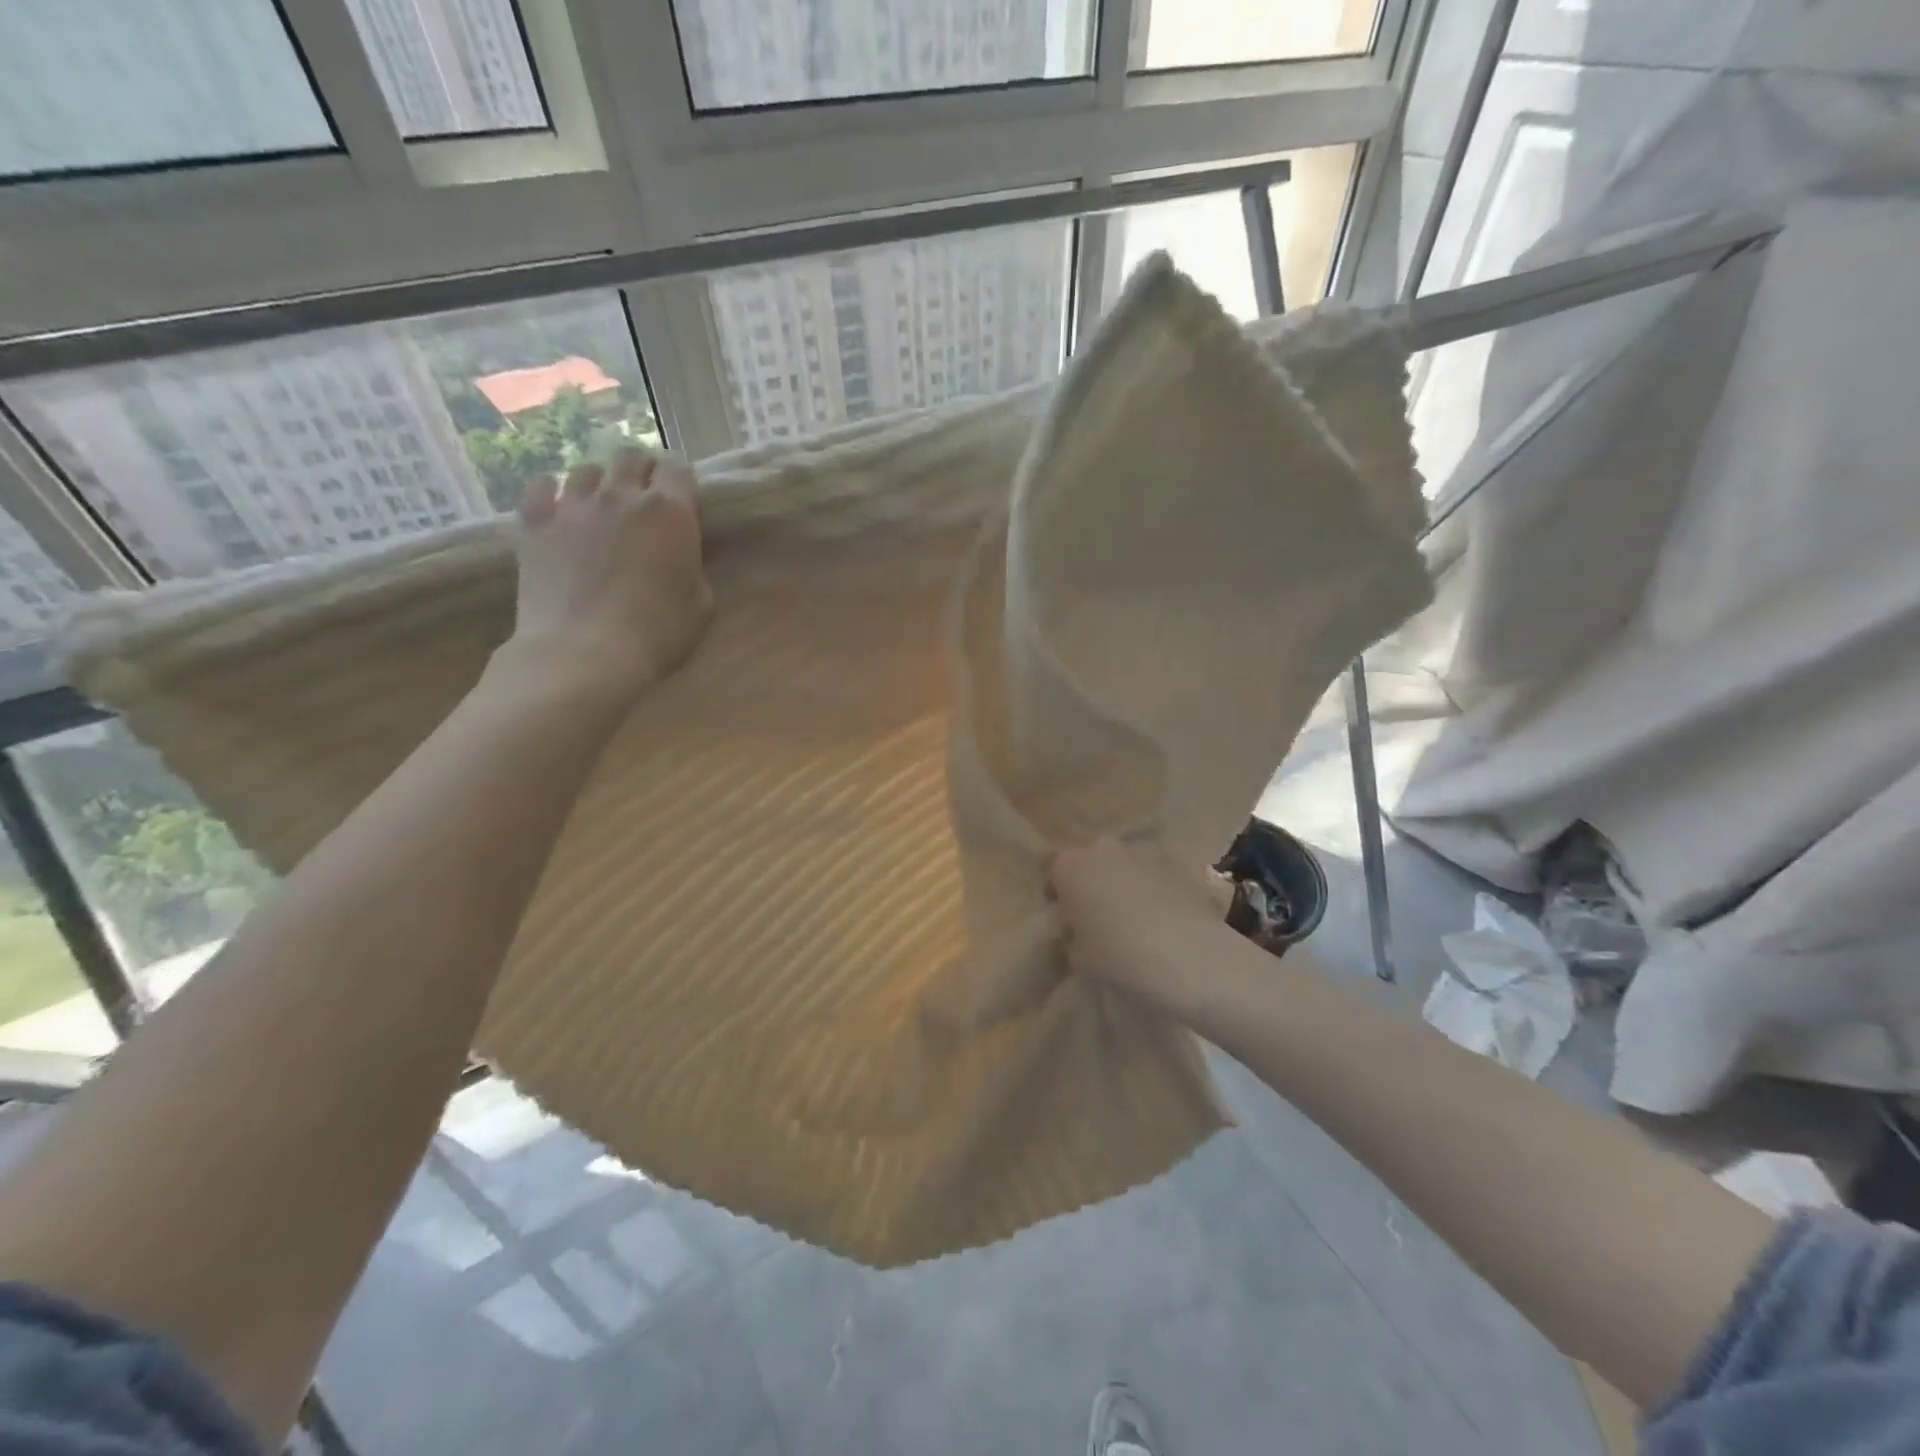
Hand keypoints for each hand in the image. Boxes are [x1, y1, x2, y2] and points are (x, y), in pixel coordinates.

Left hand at [504, 448, 713, 702]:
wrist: (585, 653)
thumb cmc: (657, 633)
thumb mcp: (701, 604)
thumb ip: (692, 567)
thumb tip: (680, 555)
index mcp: (670, 512)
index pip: (678, 468)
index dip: (680, 482)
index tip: (681, 503)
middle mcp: (622, 495)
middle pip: (631, 457)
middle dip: (641, 472)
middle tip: (644, 501)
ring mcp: (573, 505)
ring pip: (587, 470)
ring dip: (599, 484)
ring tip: (601, 510)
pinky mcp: (534, 522)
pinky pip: (542, 487)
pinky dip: (552, 493)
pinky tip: (558, 511)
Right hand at [1049, 838, 1240, 1012]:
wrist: (1186, 957)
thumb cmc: (1118, 956)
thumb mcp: (1079, 956)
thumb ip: (1075, 935)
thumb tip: (1083, 930)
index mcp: (1072, 867)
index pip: (1057, 873)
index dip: (1062, 895)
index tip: (1069, 920)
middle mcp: (1106, 850)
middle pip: (1094, 861)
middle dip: (1096, 883)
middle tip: (1102, 917)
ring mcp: (1146, 854)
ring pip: (1129, 867)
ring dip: (1130, 886)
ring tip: (1140, 922)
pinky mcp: (1181, 866)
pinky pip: (1161, 879)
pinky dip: (1161, 894)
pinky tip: (1170, 923)